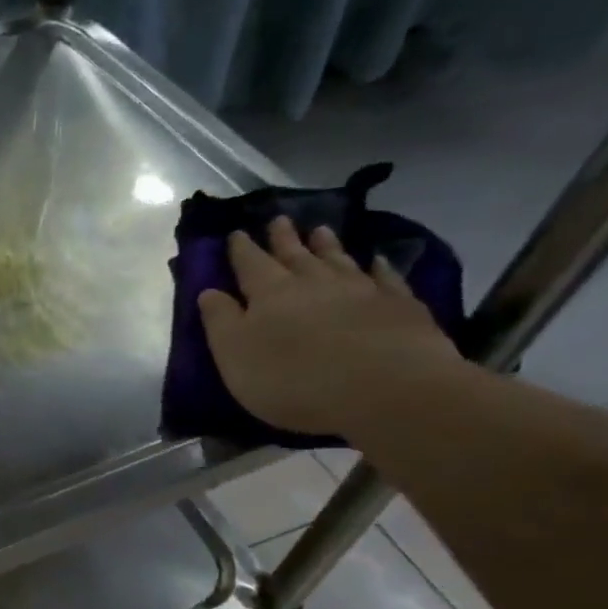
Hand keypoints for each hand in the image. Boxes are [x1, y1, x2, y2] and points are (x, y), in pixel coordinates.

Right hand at [199, 215, 465, 436]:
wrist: (385, 388)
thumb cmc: (293, 379)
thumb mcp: (235, 356)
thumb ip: (219, 321)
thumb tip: (209, 291)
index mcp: (269, 293)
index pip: (250, 263)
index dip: (241, 249)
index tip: (236, 232)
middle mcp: (313, 281)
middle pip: (295, 254)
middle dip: (283, 238)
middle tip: (278, 219)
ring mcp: (360, 289)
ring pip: (337, 259)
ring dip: (326, 244)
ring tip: (320, 230)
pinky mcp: (398, 304)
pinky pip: (385, 277)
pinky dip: (378, 266)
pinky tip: (376, 260)